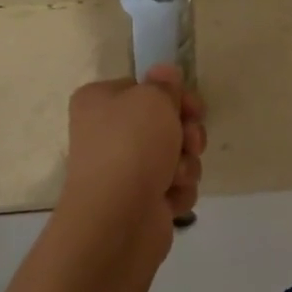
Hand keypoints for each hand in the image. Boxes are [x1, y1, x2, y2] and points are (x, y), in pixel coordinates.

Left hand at [58, 66, 205, 261]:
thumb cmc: (132, 146)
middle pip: (164, 123)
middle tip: (189, 141)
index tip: (191, 106)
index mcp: (99, 102)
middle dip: (186, 133)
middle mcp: (107, 134)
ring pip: (175, 155)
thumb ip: (164, 84)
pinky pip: (174, 186)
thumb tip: (165, 73)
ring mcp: (124, 170)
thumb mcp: (152, 99)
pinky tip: (169, 198)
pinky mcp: (140, 201)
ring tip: (175, 175)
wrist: (118, 218)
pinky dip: (178, 190)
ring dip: (185, 163)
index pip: (144, 88)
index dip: (173, 95)